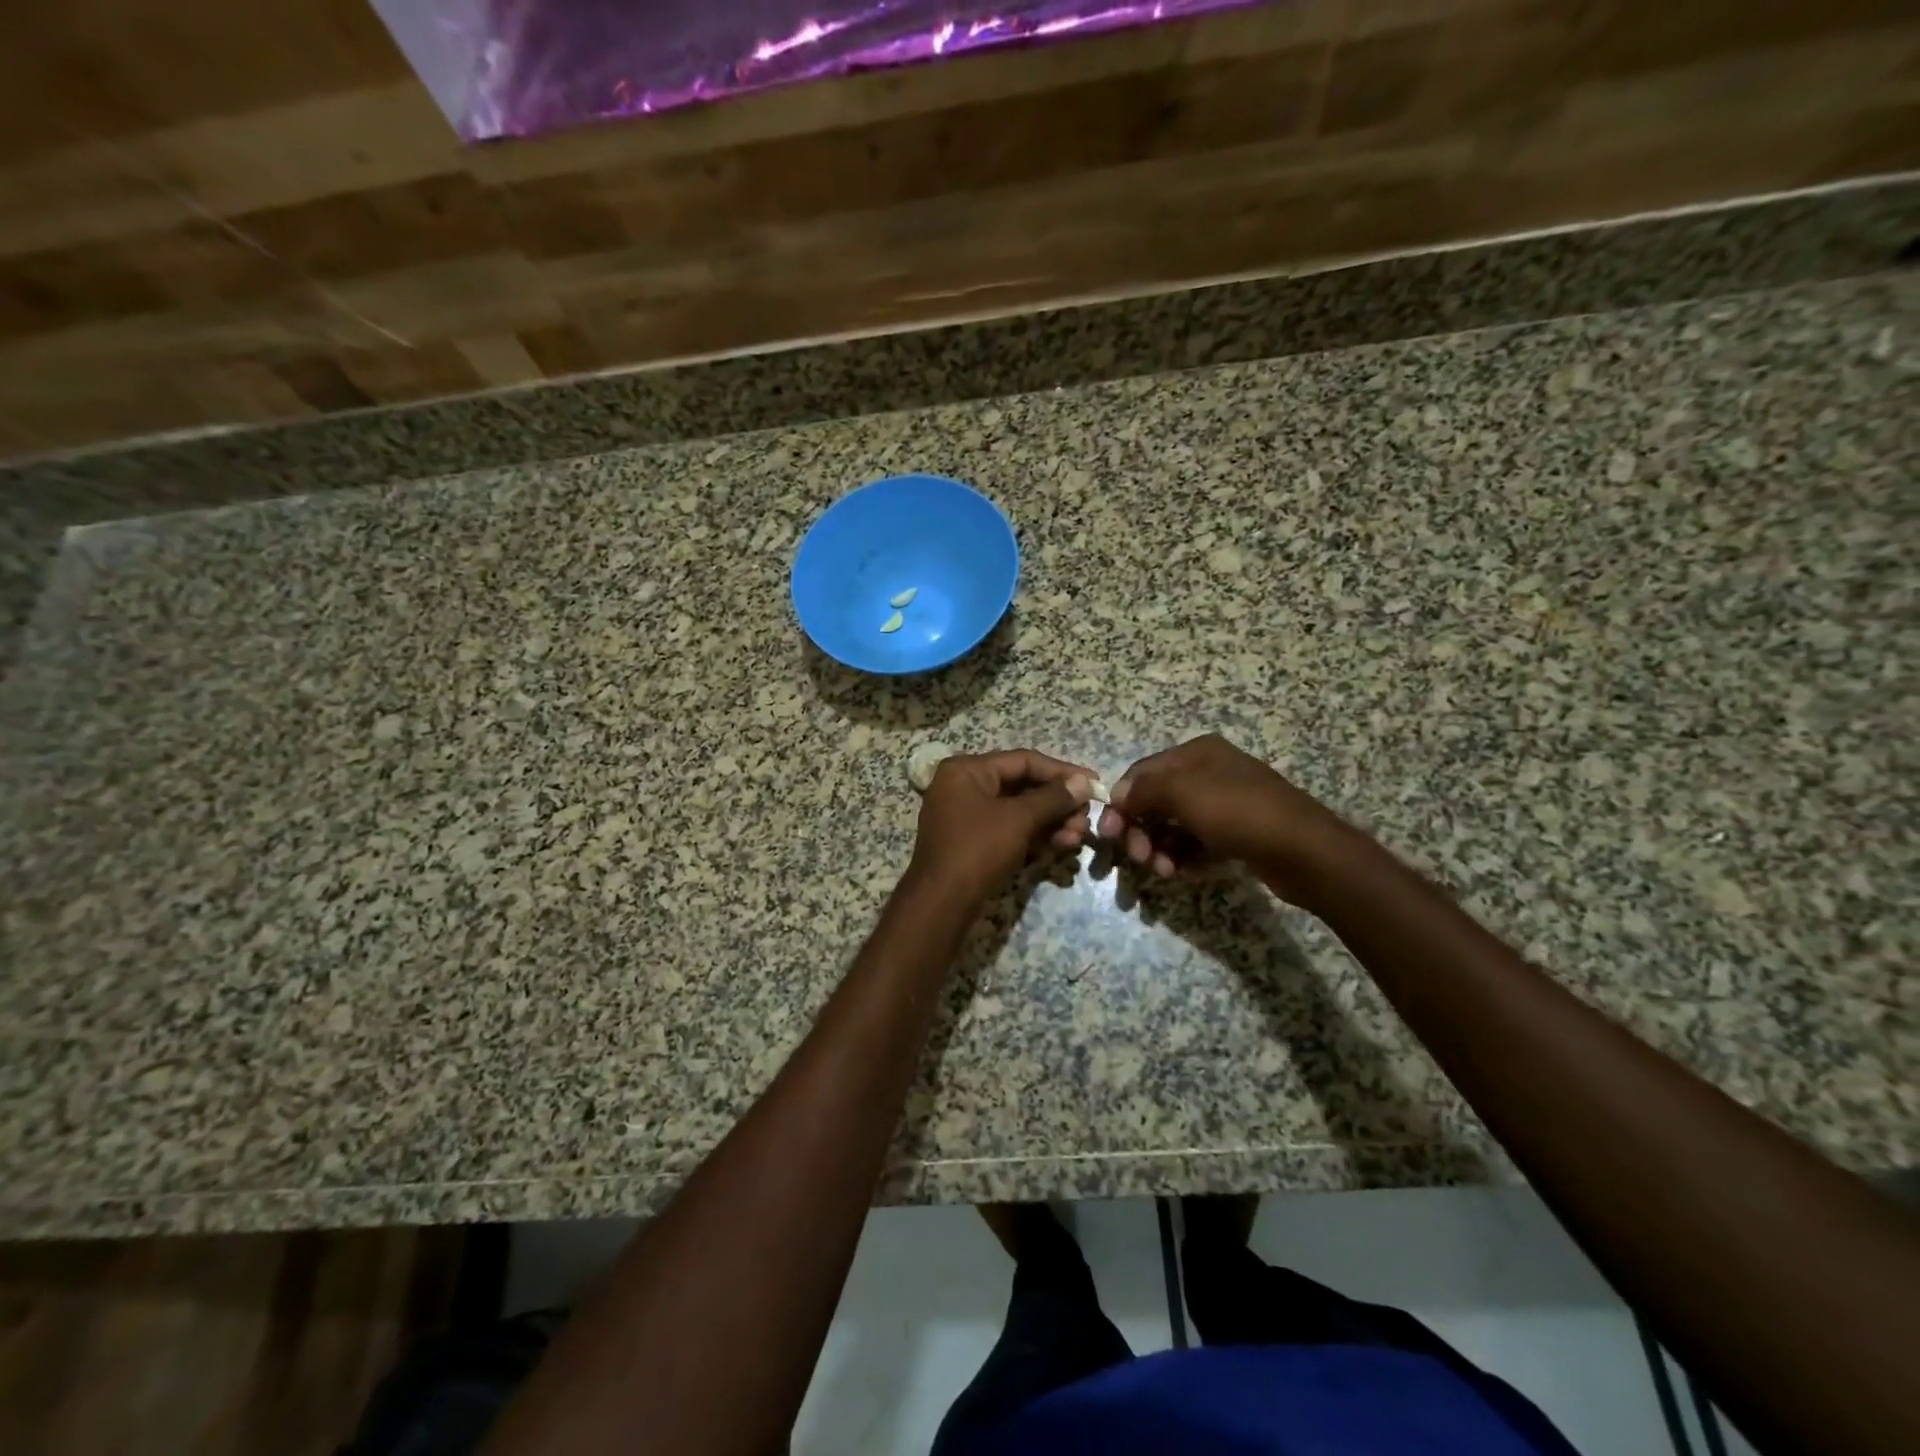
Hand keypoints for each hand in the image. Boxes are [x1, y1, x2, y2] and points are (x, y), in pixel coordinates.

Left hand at [908, 749, 1094, 904]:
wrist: (941, 904)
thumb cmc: (977, 850)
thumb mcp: (1018, 819)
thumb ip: (1053, 798)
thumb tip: (1083, 782)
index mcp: (967, 770)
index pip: (1023, 761)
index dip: (1062, 771)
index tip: (1094, 784)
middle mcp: (964, 786)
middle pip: (1022, 786)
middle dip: (1058, 804)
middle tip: (1086, 819)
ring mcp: (966, 815)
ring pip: (1019, 811)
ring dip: (1051, 822)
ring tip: (1077, 838)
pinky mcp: (973, 842)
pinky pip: (1010, 829)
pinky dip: (1034, 836)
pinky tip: (1061, 846)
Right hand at [1096, 734, 1348, 890]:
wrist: (1304, 851)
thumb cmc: (1238, 812)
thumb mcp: (1183, 792)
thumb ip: (1144, 790)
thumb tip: (1116, 795)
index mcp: (1196, 753)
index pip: (1142, 772)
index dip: (1121, 801)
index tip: (1108, 833)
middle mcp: (1209, 772)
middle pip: (1157, 800)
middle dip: (1141, 829)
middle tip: (1138, 858)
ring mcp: (1225, 804)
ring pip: (1175, 824)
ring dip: (1159, 847)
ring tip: (1162, 871)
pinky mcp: (1236, 833)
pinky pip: (1196, 842)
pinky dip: (1181, 856)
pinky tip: (1178, 872)